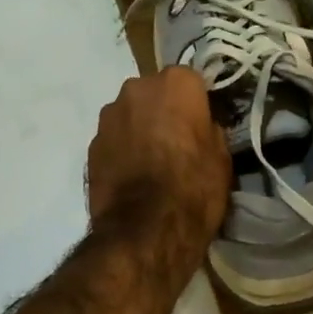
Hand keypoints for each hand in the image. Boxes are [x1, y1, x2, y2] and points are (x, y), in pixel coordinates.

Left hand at [87, 66, 230, 243]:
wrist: (144, 232)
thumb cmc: (194, 189)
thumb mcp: (222, 158)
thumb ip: (209, 130)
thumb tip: (201, 127)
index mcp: (176, 84)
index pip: (191, 81)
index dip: (197, 104)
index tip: (202, 125)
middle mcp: (137, 88)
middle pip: (155, 93)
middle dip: (164, 111)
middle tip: (177, 143)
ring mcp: (109, 116)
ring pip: (131, 114)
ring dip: (140, 128)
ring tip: (152, 163)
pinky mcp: (90, 144)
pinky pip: (114, 138)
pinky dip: (122, 150)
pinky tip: (133, 176)